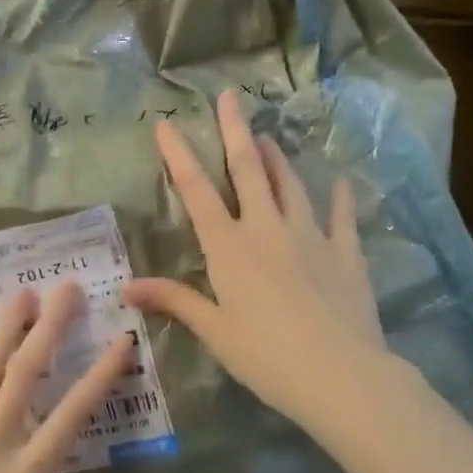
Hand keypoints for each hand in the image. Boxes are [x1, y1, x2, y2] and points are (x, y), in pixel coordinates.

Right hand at [123, 90, 385, 433]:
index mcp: (230, 247)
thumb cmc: (267, 357)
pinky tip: (340, 182)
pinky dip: (339, 198)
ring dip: (277, 158)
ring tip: (267, 136)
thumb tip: (126, 287)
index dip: (179, 155)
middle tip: (230, 96)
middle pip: (249, 170)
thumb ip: (175, 301)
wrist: (341, 376)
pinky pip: (341, 217)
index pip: (197, 191)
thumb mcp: (215, 331)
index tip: (167, 124)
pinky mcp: (345, 253)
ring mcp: (311, 237)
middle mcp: (267, 229)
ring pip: (290, 185)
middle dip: (235, 131)